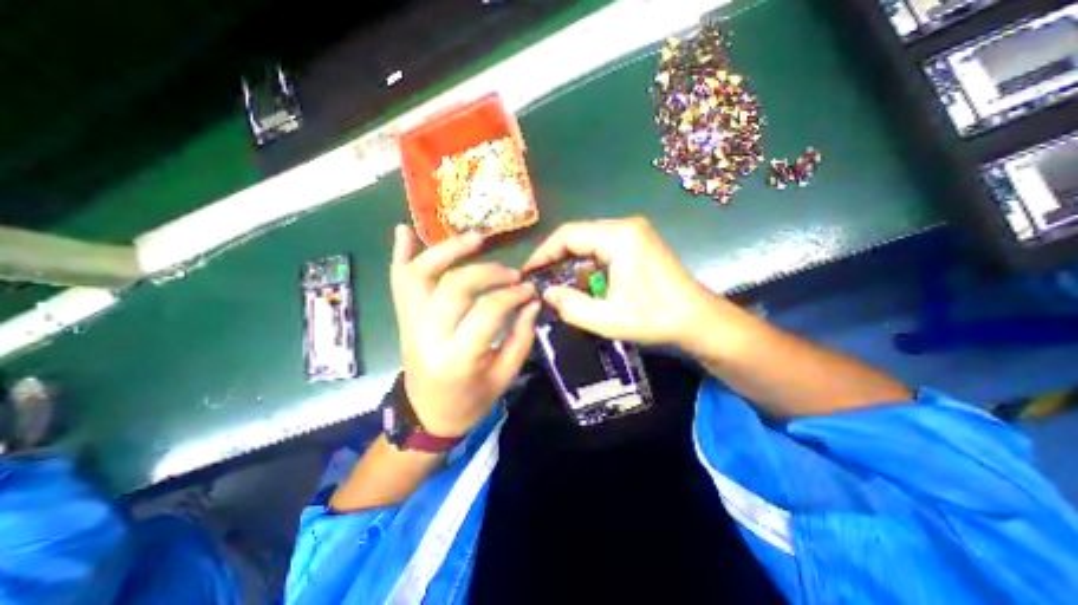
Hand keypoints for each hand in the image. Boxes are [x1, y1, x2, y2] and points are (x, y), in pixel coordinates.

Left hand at [391, 225, 537, 437]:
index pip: (488, 310)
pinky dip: (400, 254)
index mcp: (458, 357)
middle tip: (511, 274)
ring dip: (447, 250)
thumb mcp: (504, 376)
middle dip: (488, 272)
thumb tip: (532, 301)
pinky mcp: (403, 318)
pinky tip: (404, 230)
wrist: (427, 415)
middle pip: (455, 286)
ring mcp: (410, 324)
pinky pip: (398, 282)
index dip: (513, 294)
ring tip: (475, 239)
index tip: (529, 290)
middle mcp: (428, 335)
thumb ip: (521, 336)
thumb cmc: (470, 401)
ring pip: (421, 275)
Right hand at [523, 219, 723, 348]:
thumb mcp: (608, 319)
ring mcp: (635, 232)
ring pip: (589, 241)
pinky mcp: (638, 242)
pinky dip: (588, 263)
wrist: (698, 319)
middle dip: (556, 257)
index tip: (528, 272)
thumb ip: (571, 306)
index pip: (569, 235)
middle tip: (540, 280)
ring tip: (558, 284)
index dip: (543, 253)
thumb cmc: (655, 318)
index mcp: (619, 237)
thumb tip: (546, 293)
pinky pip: (603, 246)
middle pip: (578, 235)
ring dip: (572, 261)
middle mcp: (626, 226)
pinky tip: (584, 282)